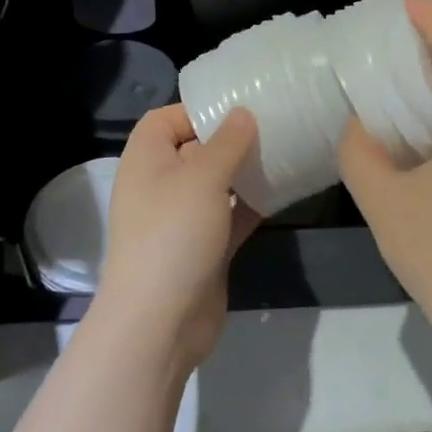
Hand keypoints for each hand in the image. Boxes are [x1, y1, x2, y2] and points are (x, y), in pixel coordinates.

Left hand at [95, 104, 260, 371]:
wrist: (160, 323)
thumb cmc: (174, 236)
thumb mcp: (203, 178)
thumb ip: (227, 142)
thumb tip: (243, 113)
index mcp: (147, 161)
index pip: (166, 119)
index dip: (198, 110)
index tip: (240, 108)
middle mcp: (161, 185)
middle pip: (195, 149)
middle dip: (231, 139)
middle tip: (274, 126)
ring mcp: (182, 219)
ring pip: (217, 184)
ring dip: (245, 172)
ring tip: (285, 153)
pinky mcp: (203, 248)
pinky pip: (230, 215)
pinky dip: (251, 204)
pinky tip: (283, 192)